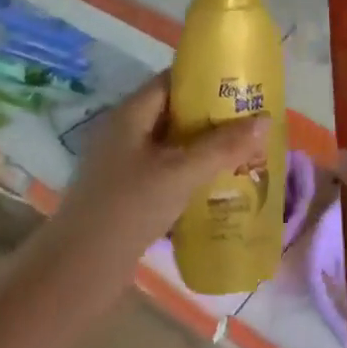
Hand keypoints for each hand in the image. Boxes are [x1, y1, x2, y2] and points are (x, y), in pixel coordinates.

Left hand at [49, 73, 269, 270]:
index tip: (241, 86)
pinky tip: (218, 188)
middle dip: (212, 118)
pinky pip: (167, 173)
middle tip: (251, 123)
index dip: (205, 80)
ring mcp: (124, 165)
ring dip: (204, 149)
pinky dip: (191, 175)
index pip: (170, 81)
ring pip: (172, 147)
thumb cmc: (130, 207)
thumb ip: (223, 146)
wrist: (81, 267)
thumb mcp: (181, 172)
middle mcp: (125, 133)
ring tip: (244, 153)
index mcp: (130, 115)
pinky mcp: (128, 193)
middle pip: (174, 114)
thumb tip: (265, 119)